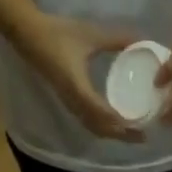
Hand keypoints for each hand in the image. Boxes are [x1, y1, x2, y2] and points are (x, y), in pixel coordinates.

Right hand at [16, 15, 144, 140]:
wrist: (28, 35)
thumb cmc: (58, 34)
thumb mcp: (90, 34)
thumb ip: (115, 39)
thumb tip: (140, 41)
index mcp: (80, 89)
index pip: (105, 115)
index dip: (123, 124)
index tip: (142, 127)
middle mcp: (75, 102)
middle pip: (101, 128)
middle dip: (121, 135)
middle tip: (142, 137)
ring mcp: (69, 103)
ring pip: (93, 127)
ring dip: (111, 133)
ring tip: (130, 134)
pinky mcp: (67, 100)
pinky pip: (86, 121)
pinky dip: (102, 126)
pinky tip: (112, 123)